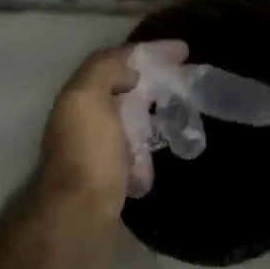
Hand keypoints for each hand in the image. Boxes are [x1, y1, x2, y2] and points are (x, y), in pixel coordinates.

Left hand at [30, 41, 190, 263]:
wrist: (79, 217)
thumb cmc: (89, 155)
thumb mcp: (88, 99)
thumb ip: (105, 70)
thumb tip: (131, 71)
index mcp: (82, 96)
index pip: (119, 61)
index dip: (151, 52)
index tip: (185, 50)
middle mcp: (87, 119)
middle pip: (128, 90)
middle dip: (158, 83)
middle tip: (190, 82)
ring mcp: (100, 149)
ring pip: (134, 120)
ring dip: (157, 114)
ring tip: (185, 114)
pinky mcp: (112, 176)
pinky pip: (138, 152)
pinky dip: (152, 148)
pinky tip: (169, 149)